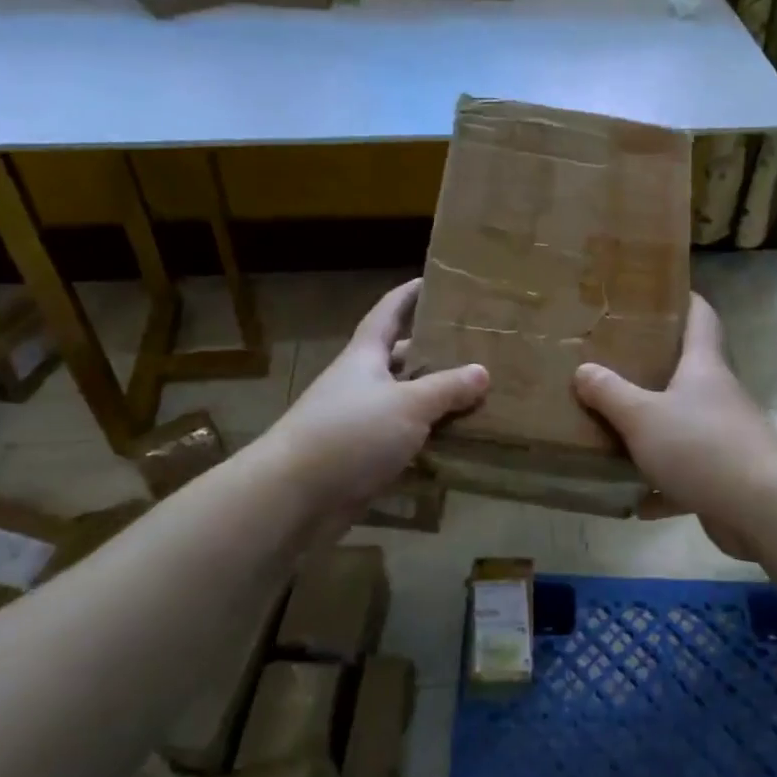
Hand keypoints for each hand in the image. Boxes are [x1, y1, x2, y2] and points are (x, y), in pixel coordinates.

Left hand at [264, 279, 488, 516]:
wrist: (294, 497)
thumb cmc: (350, 433)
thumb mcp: (408, 405)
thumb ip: (446, 388)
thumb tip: (482, 371)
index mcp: (365, 356)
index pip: (388, 313)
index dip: (408, 295)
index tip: (431, 280)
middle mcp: (360, 383)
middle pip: (401, 359)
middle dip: (434, 352)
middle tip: (476, 348)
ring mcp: (359, 422)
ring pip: (405, 403)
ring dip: (436, 401)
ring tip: (479, 396)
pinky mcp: (363, 458)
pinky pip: (403, 441)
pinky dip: (428, 440)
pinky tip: (459, 444)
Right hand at [573, 295, 776, 558]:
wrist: (761, 508)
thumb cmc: (700, 446)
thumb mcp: (642, 416)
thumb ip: (610, 393)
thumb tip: (583, 370)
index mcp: (704, 368)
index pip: (701, 318)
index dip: (686, 300)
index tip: (665, 291)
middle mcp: (719, 396)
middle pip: (691, 372)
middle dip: (658, 368)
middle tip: (619, 363)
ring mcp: (727, 437)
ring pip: (686, 426)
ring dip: (656, 432)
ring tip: (619, 430)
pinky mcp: (726, 477)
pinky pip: (688, 476)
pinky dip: (664, 486)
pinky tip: (637, 500)